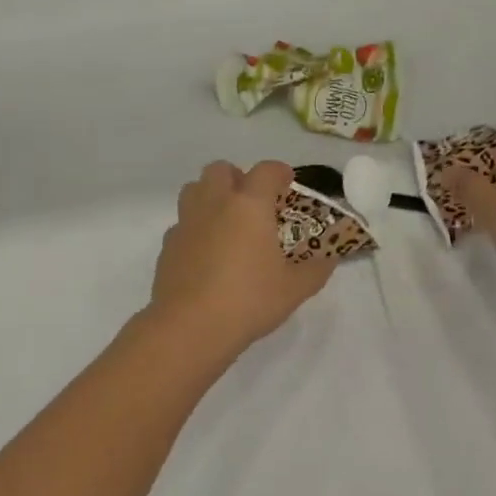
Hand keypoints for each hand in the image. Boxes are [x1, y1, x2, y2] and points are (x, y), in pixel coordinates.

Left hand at [148, 161, 331, 356]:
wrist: (190, 326)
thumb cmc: (249, 300)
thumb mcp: (294, 289)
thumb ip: (315, 269)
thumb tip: (327, 260)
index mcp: (249, 205)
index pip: (266, 171)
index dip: (279, 173)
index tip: (287, 184)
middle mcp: (214, 203)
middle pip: (220, 169)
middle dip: (237, 178)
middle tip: (252, 203)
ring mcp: (186, 223)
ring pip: (194, 190)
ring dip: (211, 196)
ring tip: (227, 223)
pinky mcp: (167, 245)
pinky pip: (182, 224)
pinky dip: (195, 229)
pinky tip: (206, 254)